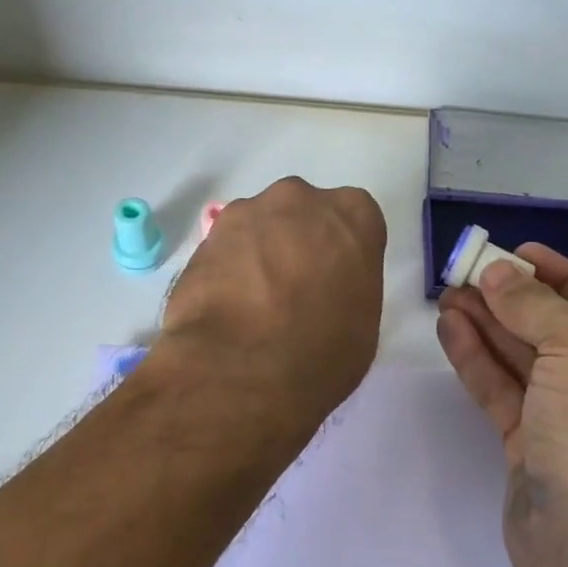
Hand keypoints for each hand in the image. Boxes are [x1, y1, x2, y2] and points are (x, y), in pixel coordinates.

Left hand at [156, 177, 386, 430]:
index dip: (341, 254)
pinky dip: (226, 270)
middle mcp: (300, 199)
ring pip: (258, 227)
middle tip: (292, 290)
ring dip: (258, 254)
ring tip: (252, 303)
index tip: (334, 282)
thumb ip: (347, 287)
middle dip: (297, 242)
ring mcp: (247, 212)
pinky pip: (225, 249)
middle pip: (302, 214)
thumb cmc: (322, 352)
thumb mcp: (362, 324)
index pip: (354, 221)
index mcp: (353, 215)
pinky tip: (226, 306)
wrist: (244, 367)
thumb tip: (324, 292)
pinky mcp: (205, 236)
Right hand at [435, 244, 567, 566]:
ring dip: (487, 326)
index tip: (514, 252)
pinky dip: (477, 361)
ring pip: (524, 362)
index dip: (557, 275)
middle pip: (556, 330)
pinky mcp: (532, 452)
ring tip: (446, 294)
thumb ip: (536, 305)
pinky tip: (450, 330)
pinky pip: (503, 394)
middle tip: (464, 271)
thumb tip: (498, 274)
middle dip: (511, 299)